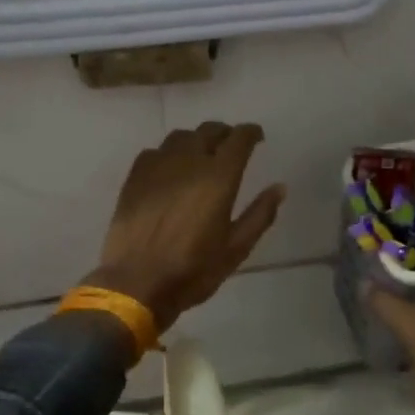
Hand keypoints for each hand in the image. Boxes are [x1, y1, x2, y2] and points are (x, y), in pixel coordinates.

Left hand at [86, 123, 286, 332]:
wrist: (136, 284)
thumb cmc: (193, 270)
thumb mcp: (236, 248)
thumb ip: (260, 214)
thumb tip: (280, 187)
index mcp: (219, 177)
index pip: (239, 138)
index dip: (251, 132)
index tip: (257, 137)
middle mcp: (189, 161)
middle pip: (209, 130)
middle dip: (225, 133)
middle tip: (231, 145)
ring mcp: (158, 166)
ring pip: (180, 137)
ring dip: (196, 140)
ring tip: (201, 154)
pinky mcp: (135, 177)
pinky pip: (155, 151)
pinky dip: (169, 153)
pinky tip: (170, 169)